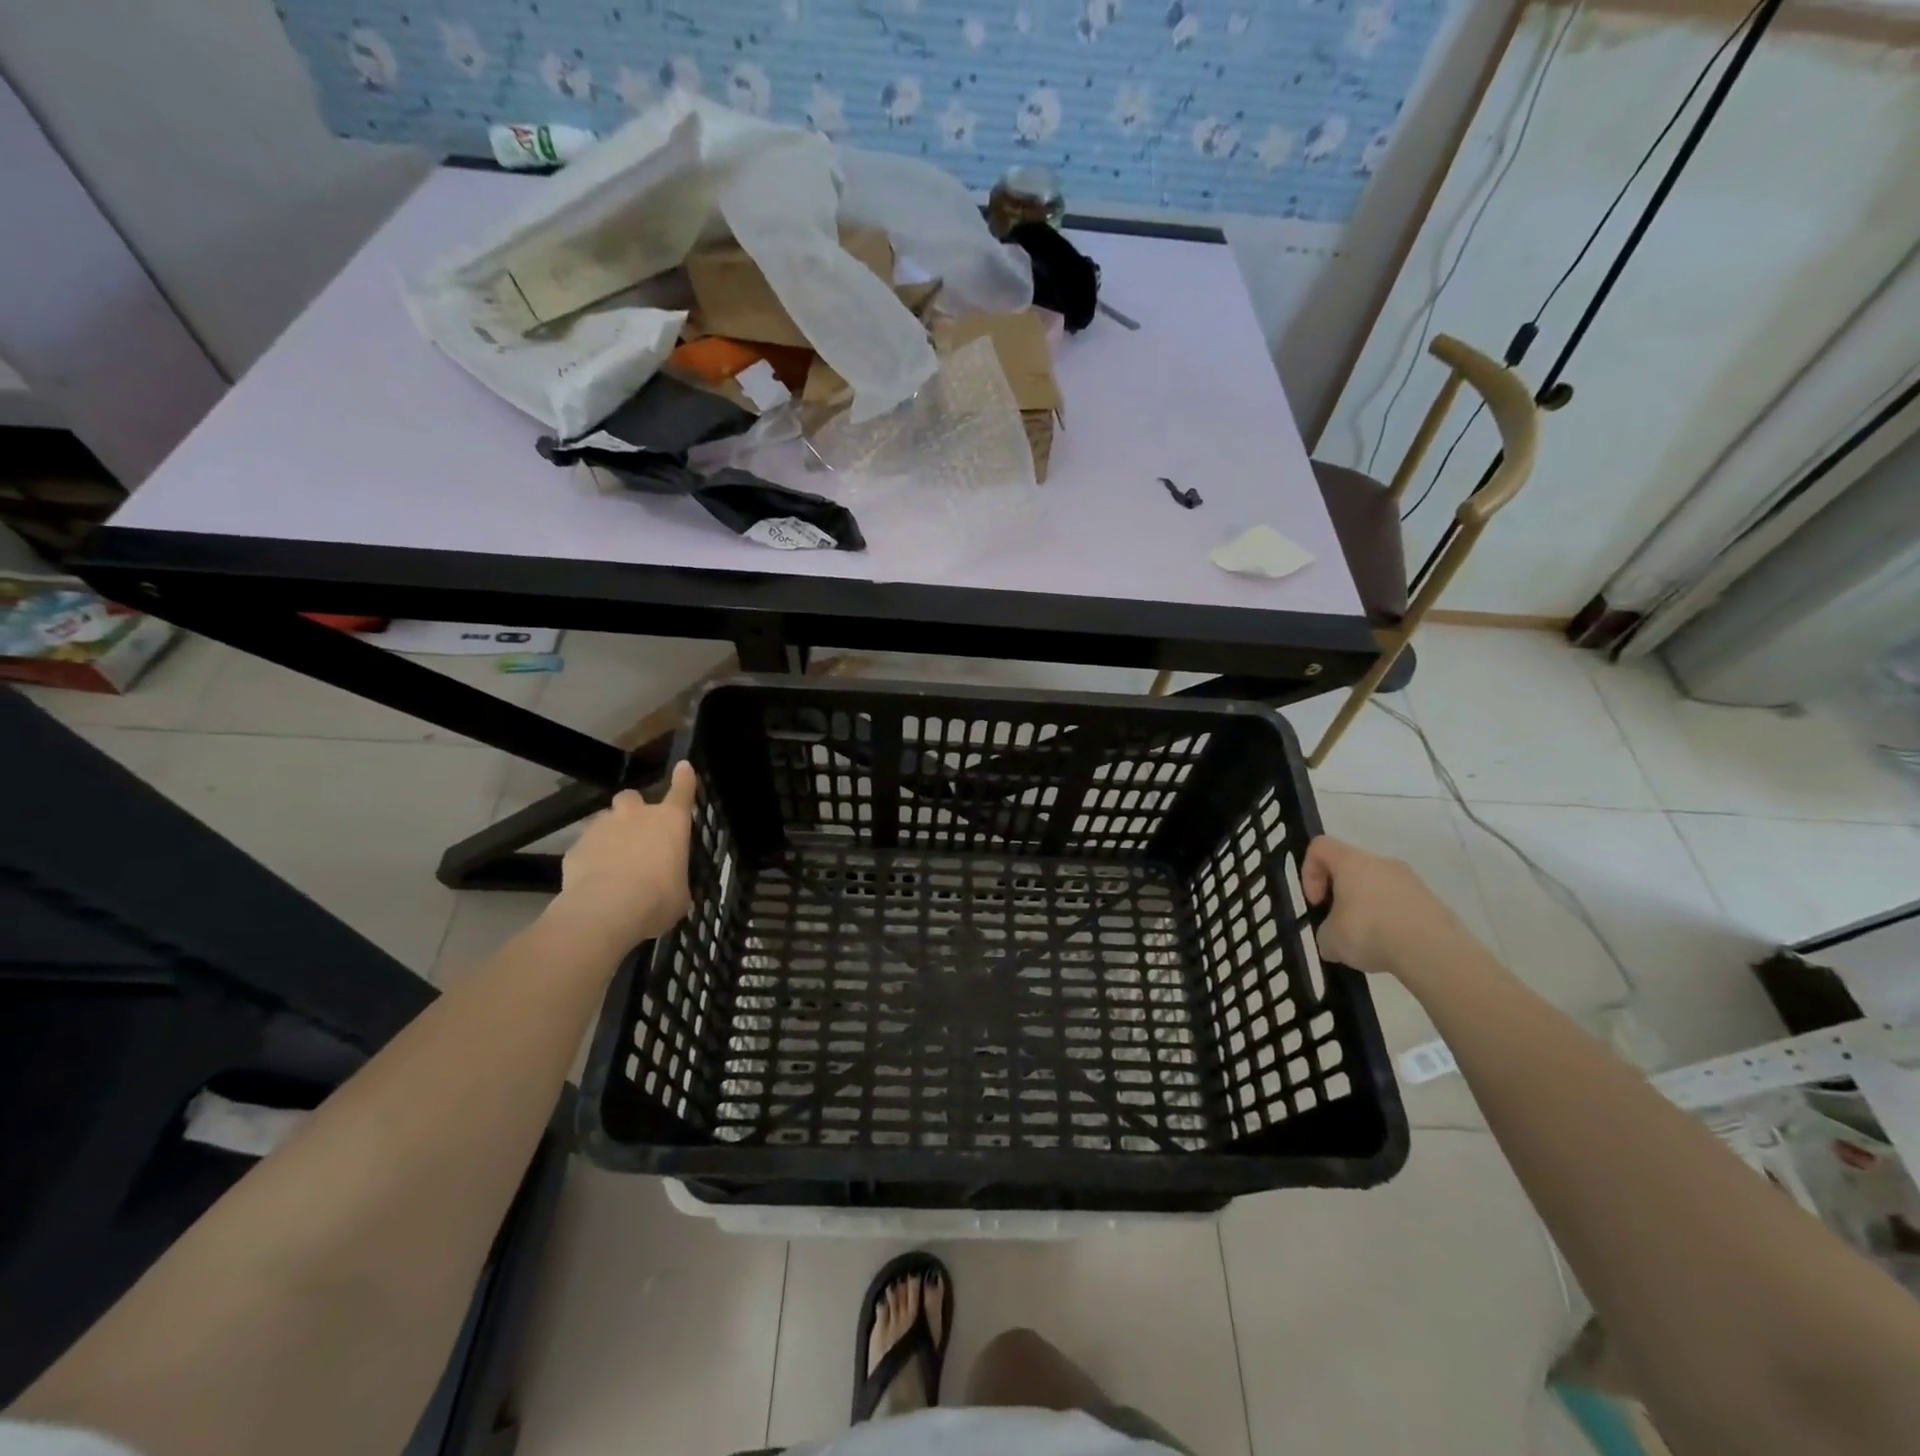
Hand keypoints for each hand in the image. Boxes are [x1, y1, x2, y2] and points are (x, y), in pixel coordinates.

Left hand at [553, 762, 697, 948]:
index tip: (683, 767)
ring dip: (610, 835)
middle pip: (631, 797)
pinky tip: (592, 881)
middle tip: (635, 833)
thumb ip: (674, 880)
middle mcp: (636, 816)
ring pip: (604, 821)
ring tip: (612, 863)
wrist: (607, 909)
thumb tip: (670, 887)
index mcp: (670, 823)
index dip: (684, 779)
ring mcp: (602, 828)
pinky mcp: (575, 848)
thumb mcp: (679, 894)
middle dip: (632, 810)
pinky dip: (589, 859)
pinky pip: (584, 847)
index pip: (681, 792)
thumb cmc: (658, 899)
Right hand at [1300, 834, 1469, 980]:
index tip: (1317, 902)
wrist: (1433, 952)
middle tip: (1340, 926)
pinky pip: (1401, 906)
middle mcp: (1382, 863)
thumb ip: (1326, 933)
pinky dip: (1392, 922)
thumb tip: (1334, 940)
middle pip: (1352, 868)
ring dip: (1368, 910)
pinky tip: (1392, 948)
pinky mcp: (1433, 902)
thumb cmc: (1370, 932)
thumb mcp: (1331, 939)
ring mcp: (1411, 881)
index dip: (1309, 872)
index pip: (1320, 846)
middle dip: (1341, 896)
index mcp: (1351, 862)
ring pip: (1378, 888)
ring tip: (1369, 943)